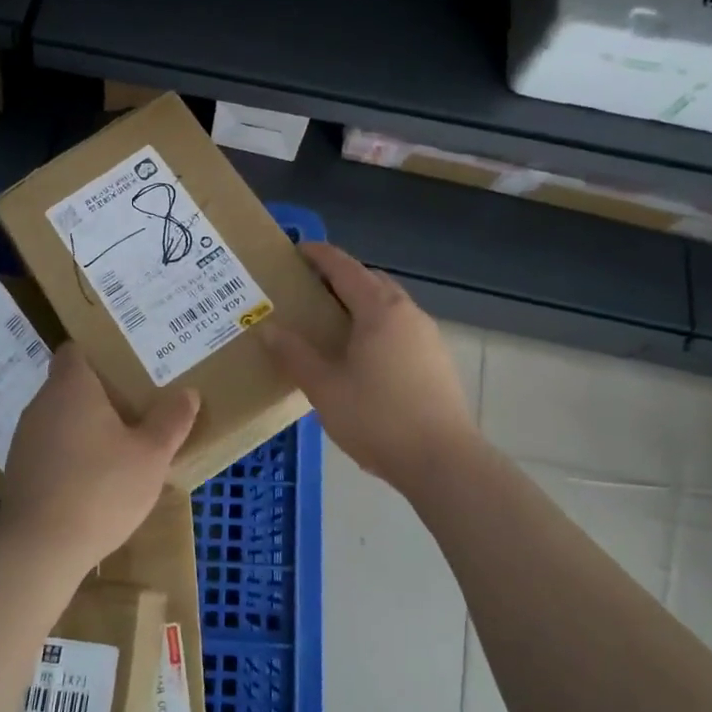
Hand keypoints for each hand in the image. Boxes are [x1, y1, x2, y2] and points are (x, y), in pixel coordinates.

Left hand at [0, 342, 200, 572]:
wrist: (39, 548)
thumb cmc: (101, 488)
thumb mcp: (150, 456)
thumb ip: (171, 420)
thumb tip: (189, 392)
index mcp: (71, 387)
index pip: (75, 351)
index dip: (98, 355)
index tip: (125, 368)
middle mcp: (42, 404)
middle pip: (69, 385)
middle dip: (99, 395)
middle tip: (135, 407)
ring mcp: (25, 439)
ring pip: (59, 419)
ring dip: (84, 428)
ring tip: (118, 446)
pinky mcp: (18, 472)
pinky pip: (49, 449)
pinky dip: (69, 455)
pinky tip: (92, 480)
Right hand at [262, 243, 479, 490]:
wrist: (443, 461)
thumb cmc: (378, 419)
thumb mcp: (324, 388)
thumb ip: (295, 355)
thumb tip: (268, 329)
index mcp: (379, 310)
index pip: (345, 268)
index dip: (320, 255)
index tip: (297, 250)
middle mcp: (407, 313)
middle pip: (371, 281)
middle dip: (342, 278)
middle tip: (310, 290)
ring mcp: (428, 337)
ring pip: (389, 305)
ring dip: (362, 303)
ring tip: (333, 324)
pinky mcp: (437, 361)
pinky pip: (401, 328)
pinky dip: (377, 326)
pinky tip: (363, 356)